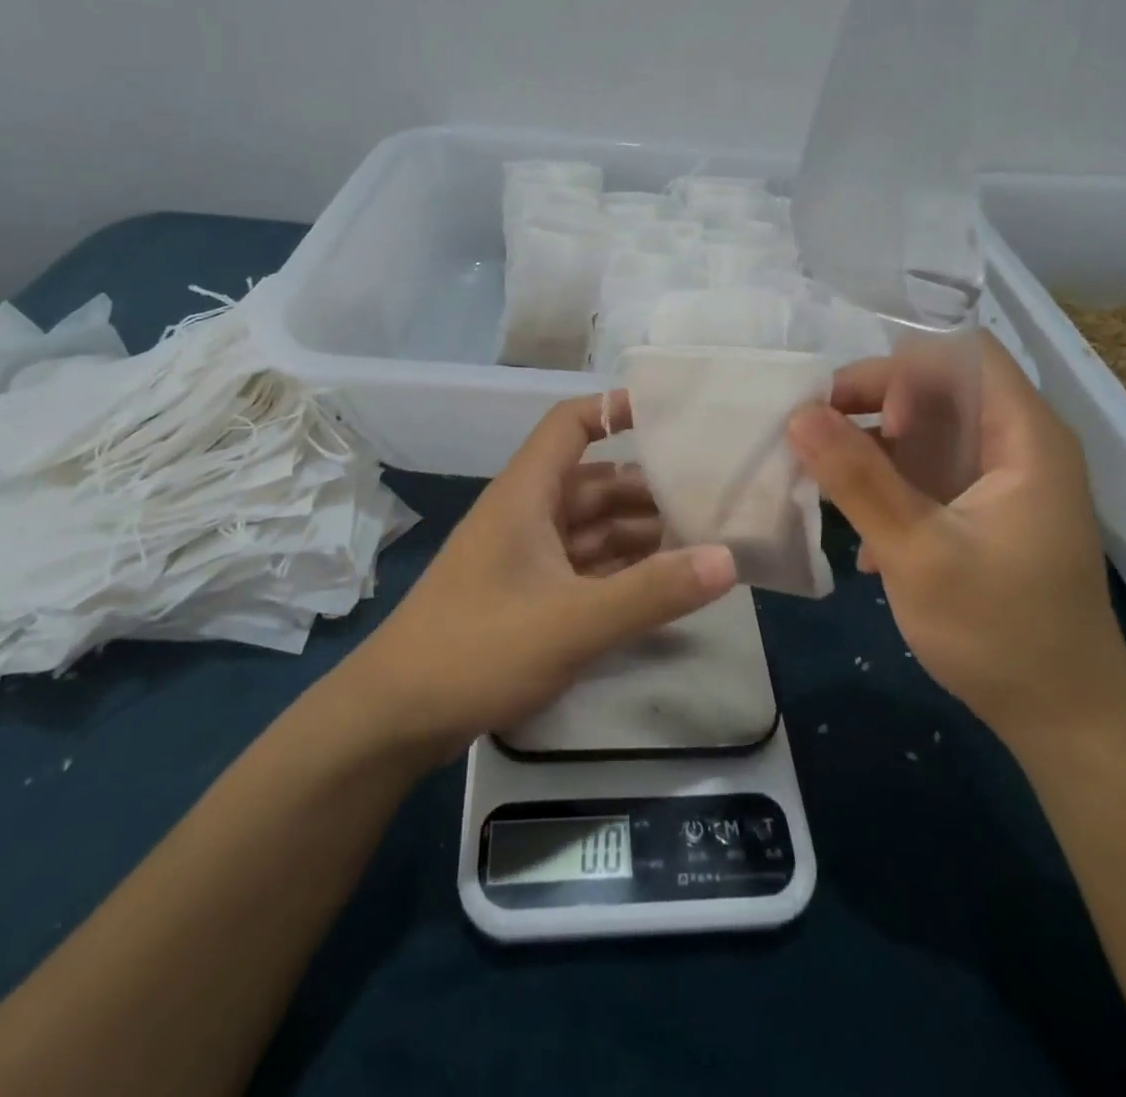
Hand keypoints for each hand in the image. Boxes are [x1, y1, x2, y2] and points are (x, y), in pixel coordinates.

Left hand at [340, 394, 735, 762]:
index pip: (570, 425)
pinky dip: (621, 569)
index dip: (615, 410)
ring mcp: (526, 557)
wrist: (397, 717)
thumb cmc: (478, 649)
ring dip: (640, 532)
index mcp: (526, 494)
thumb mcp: (573, 621)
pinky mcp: (527, 595)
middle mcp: (527, 515)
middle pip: (595, 482)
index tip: (672, 415)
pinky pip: (584, 567)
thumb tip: (728, 559)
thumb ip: (651, 592)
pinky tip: (664, 583)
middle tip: (713, 496)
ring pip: (592, 528)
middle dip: (648, 487)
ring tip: (702, 540)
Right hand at [787, 333, 1125, 746]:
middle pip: (938, 388)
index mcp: (1025, 439)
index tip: (860, 417)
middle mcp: (1016, 446)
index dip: (904, 370)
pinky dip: (888, 487)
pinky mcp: (981, 513)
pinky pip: (926, 474)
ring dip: (872, 451)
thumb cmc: (1001, 632)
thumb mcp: (918, 553)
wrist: (1065, 721)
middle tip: (819, 441)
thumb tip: (798, 414)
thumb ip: (858, 480)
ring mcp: (999, 481)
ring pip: (925, 432)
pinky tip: (863, 539)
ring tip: (826, 486)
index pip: (962, 355)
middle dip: (872, 407)